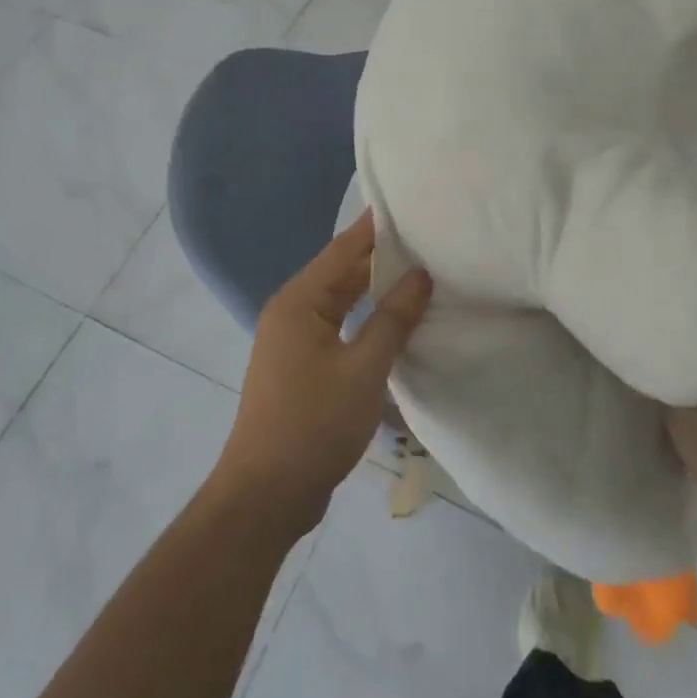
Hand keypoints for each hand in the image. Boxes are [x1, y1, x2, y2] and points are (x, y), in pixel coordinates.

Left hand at [213, 212, 432, 533]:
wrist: (267, 494)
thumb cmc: (314, 424)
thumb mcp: (364, 369)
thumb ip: (393, 319)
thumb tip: (420, 274)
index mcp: (300, 301)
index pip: (344, 249)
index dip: (377, 226)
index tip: (411, 203)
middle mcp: (293, 311)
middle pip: (342, 272)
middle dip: (382, 256)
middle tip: (428, 237)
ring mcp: (296, 340)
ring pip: (342, 301)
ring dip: (376, 289)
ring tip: (422, 270)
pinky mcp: (304, 366)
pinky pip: (340, 327)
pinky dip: (367, 319)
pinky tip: (397, 320)